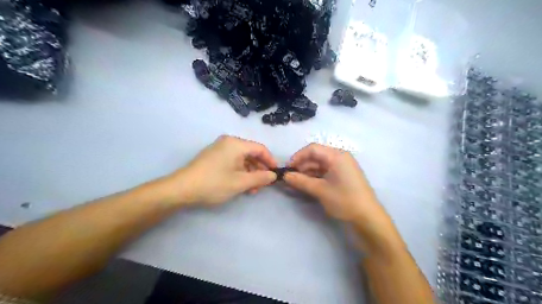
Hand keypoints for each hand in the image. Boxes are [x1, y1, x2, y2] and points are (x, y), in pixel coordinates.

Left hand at [169, 136, 278, 205]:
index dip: (270, 161)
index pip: (260, 149)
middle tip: (263, 185)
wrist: (181, 189)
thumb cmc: (214, 183)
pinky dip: (240, 172)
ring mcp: (220, 149)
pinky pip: (233, 162)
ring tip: (252, 190)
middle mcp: (228, 142)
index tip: (275, 174)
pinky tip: (241, 186)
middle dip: (259, 170)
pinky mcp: (213, 157)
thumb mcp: (241, 182)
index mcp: (236, 144)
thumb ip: (260, 178)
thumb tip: (273, 175)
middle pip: (251, 154)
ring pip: (242, 159)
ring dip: (250, 173)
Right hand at [284, 143, 389, 222]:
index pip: (312, 149)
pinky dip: (315, 177)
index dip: (298, 157)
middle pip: (316, 156)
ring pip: (320, 164)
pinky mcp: (343, 175)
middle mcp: (340, 157)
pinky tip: (307, 184)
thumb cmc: (344, 200)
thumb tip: (285, 176)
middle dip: (302, 165)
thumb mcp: (320, 190)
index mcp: (337, 156)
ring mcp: (342, 167)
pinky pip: (325, 171)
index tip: (288, 169)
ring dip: (307, 172)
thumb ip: (300, 181)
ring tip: (296, 182)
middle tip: (290, 177)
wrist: (368, 217)